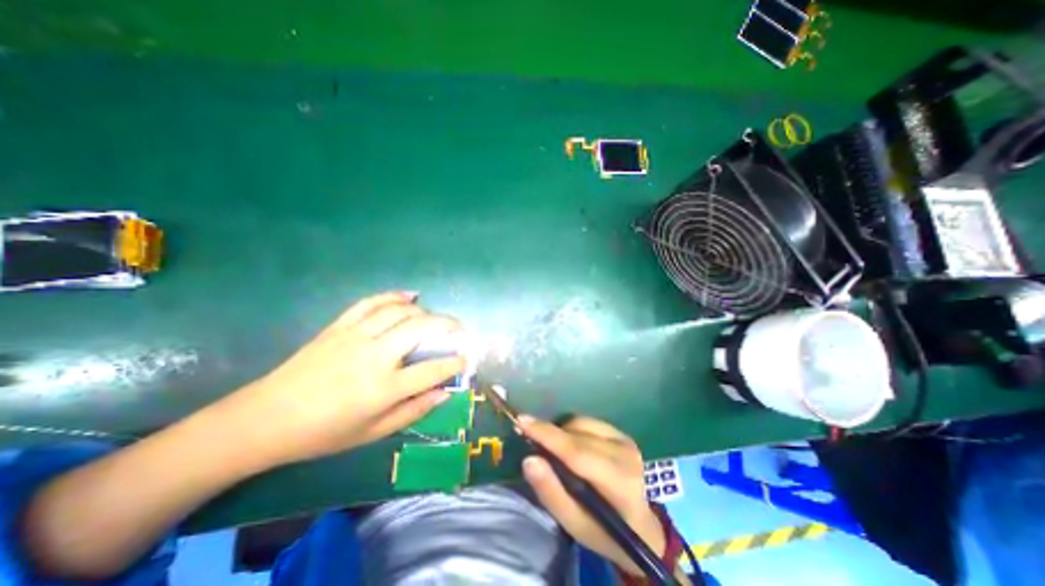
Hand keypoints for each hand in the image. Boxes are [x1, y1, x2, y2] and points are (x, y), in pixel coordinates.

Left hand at [235, 292, 468, 466]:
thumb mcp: (373, 432)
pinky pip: (371, 303)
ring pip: (399, 311)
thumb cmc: (323, 432)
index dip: (454, 363)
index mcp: (382, 388)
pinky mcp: (339, 326)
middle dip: (447, 325)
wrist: (265, 419)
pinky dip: (393, 295)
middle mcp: (373, 356)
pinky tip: (409, 295)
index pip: (431, 370)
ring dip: (424, 311)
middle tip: (459, 328)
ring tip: (435, 318)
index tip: (466, 358)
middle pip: (420, 329)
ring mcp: (355, 336)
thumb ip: (413, 411)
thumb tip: (444, 393)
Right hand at [518, 418, 663, 576]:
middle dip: (549, 433)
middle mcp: (625, 455)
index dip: (547, 435)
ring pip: (581, 423)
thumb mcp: (574, 524)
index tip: (522, 421)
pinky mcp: (622, 434)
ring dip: (561, 432)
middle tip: (529, 438)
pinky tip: (571, 445)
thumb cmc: (604, 531)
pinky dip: (573, 429)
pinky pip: (588, 421)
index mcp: (618, 484)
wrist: (642, 527)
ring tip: (555, 450)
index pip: (577, 452)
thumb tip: (529, 460)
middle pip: (577, 435)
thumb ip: (551, 492)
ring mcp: (625, 441)